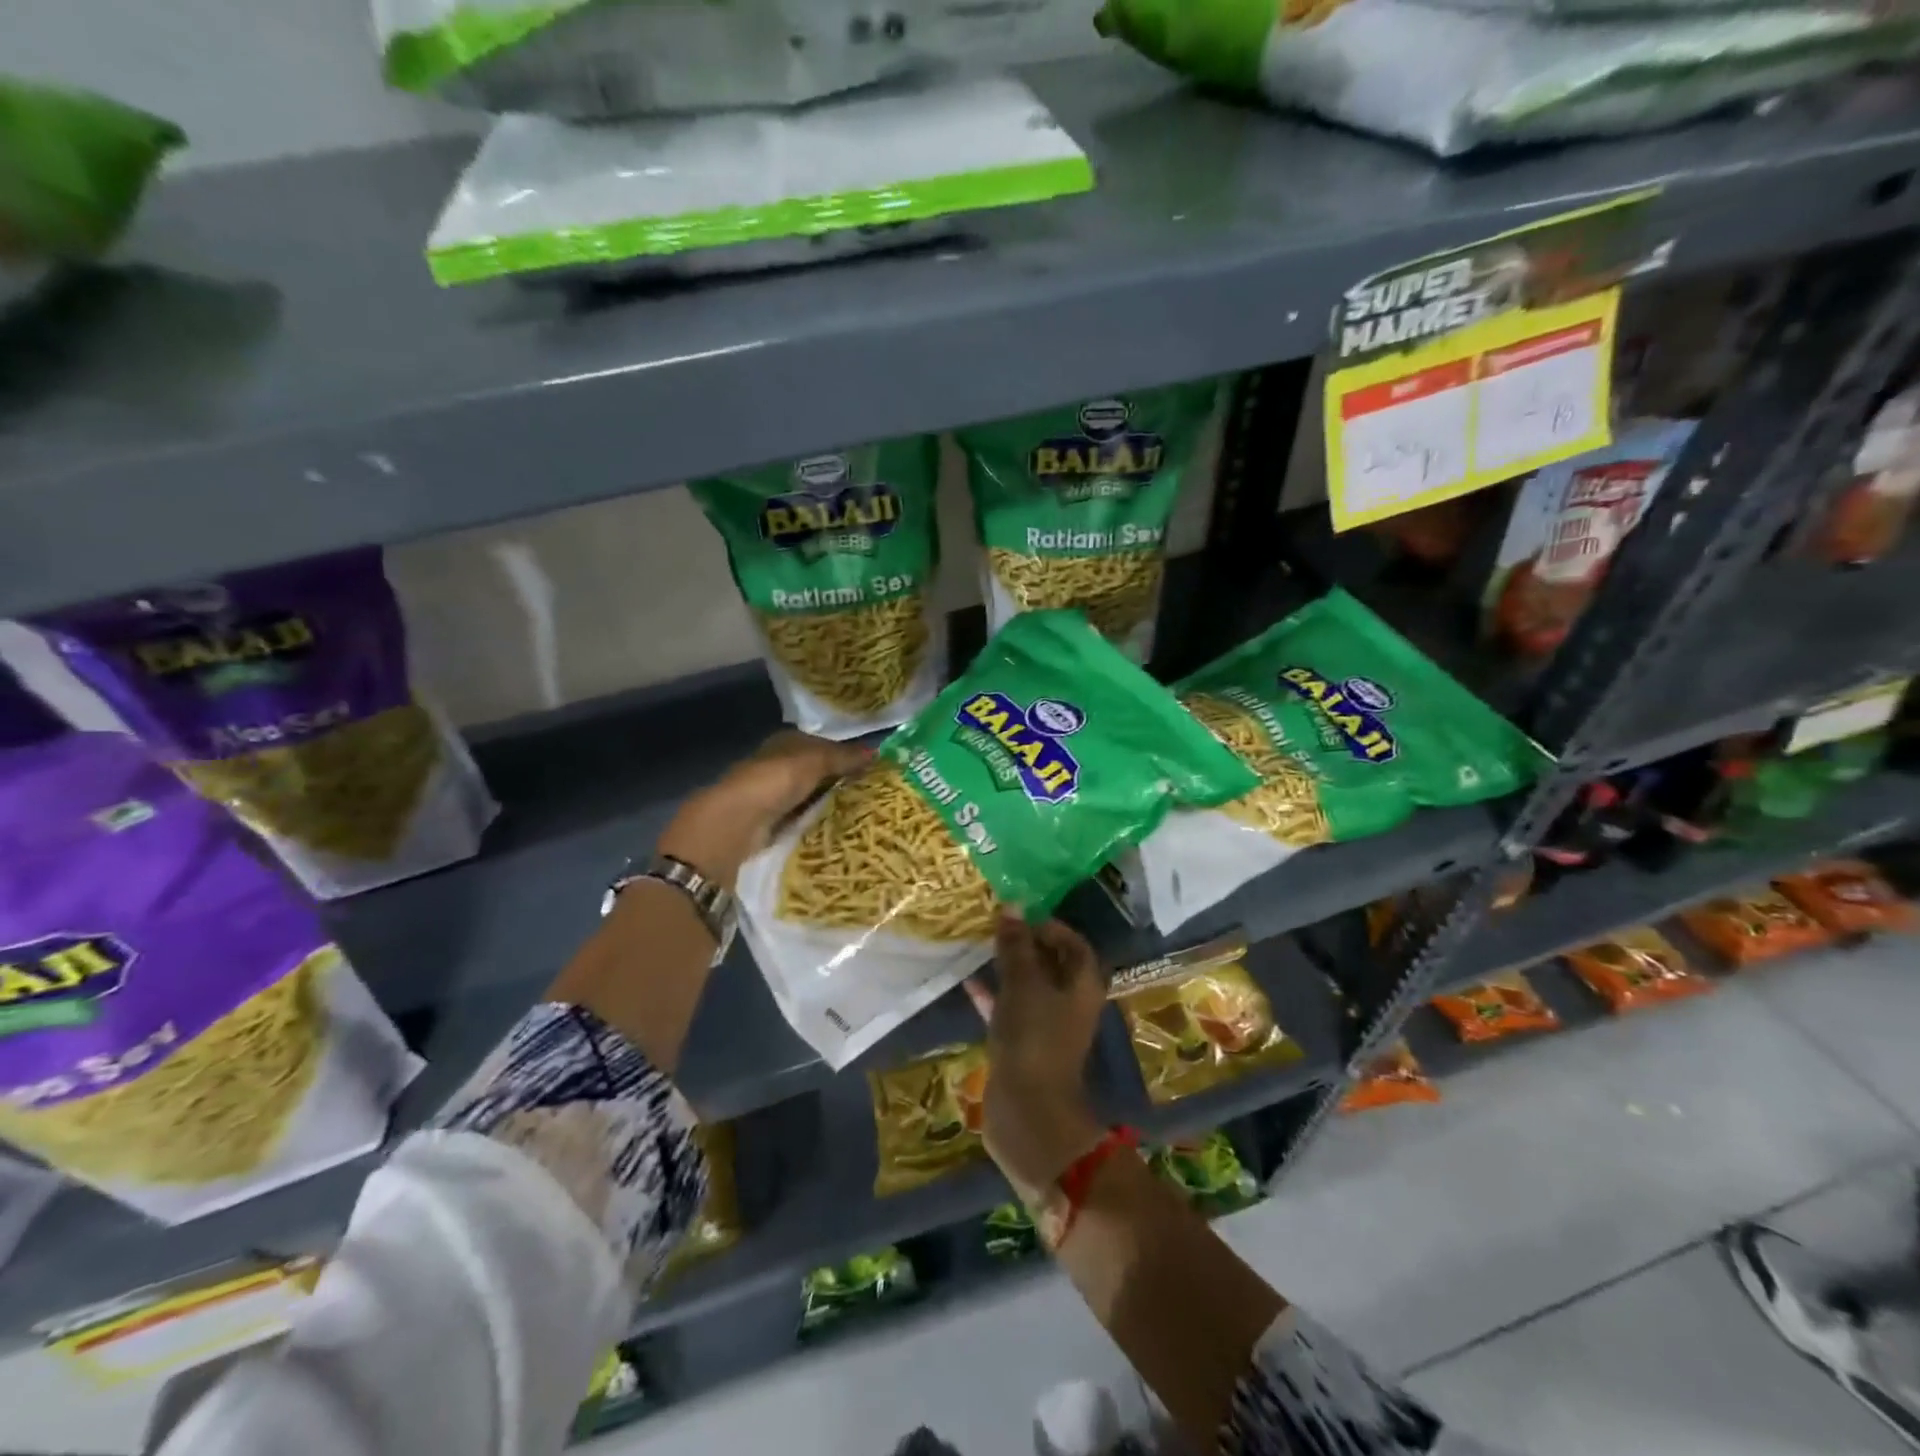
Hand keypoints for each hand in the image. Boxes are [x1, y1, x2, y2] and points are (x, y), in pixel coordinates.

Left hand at [658, 731, 868, 887]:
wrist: (734, 826)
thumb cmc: (772, 783)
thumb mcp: (813, 762)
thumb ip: (843, 757)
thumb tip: (877, 754)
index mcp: (783, 744)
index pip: (819, 745)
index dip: (844, 754)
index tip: (872, 767)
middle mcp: (776, 767)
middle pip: (815, 772)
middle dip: (840, 780)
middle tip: (875, 792)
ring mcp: (773, 798)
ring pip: (811, 797)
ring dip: (831, 804)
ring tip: (865, 813)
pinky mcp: (772, 826)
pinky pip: (804, 820)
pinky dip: (819, 823)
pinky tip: (841, 829)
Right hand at [965, 912, 1107, 1197]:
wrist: (1026, 1110)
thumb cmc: (1033, 1037)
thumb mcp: (1023, 983)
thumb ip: (1016, 945)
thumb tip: (1011, 906)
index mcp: (1082, 984)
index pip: (1073, 943)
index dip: (1049, 926)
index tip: (1019, 915)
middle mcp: (1070, 1002)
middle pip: (1051, 963)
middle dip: (1024, 944)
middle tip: (994, 925)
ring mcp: (1047, 1026)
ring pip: (1029, 986)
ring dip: (1007, 967)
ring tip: (980, 945)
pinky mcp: (1024, 1045)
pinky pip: (1010, 1010)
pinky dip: (993, 995)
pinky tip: (969, 981)